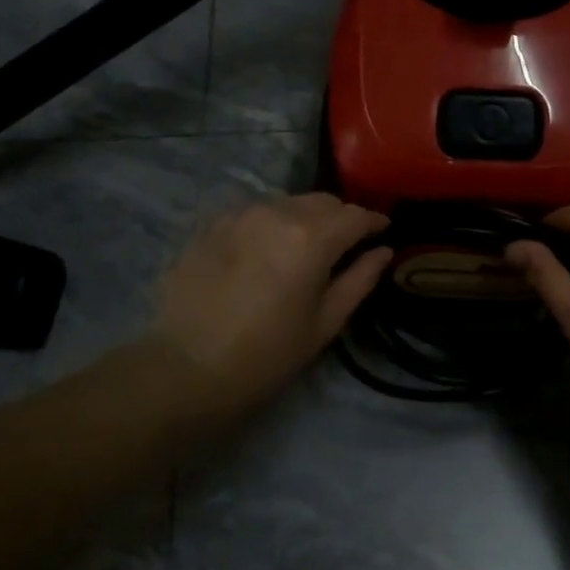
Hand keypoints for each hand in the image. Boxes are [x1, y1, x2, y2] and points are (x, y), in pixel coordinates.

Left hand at [145, 194, 390, 419]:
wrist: (186, 367)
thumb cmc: (266, 355)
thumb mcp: (323, 324)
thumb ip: (359, 280)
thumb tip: (383, 251)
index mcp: (311, 238)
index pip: (354, 216)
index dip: (374, 221)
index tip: (383, 230)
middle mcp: (277, 213)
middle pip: (322, 201)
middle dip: (341, 217)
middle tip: (347, 242)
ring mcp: (240, 214)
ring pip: (287, 203)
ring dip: (305, 217)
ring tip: (305, 245)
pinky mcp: (212, 224)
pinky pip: (254, 212)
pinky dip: (271, 223)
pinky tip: (266, 249)